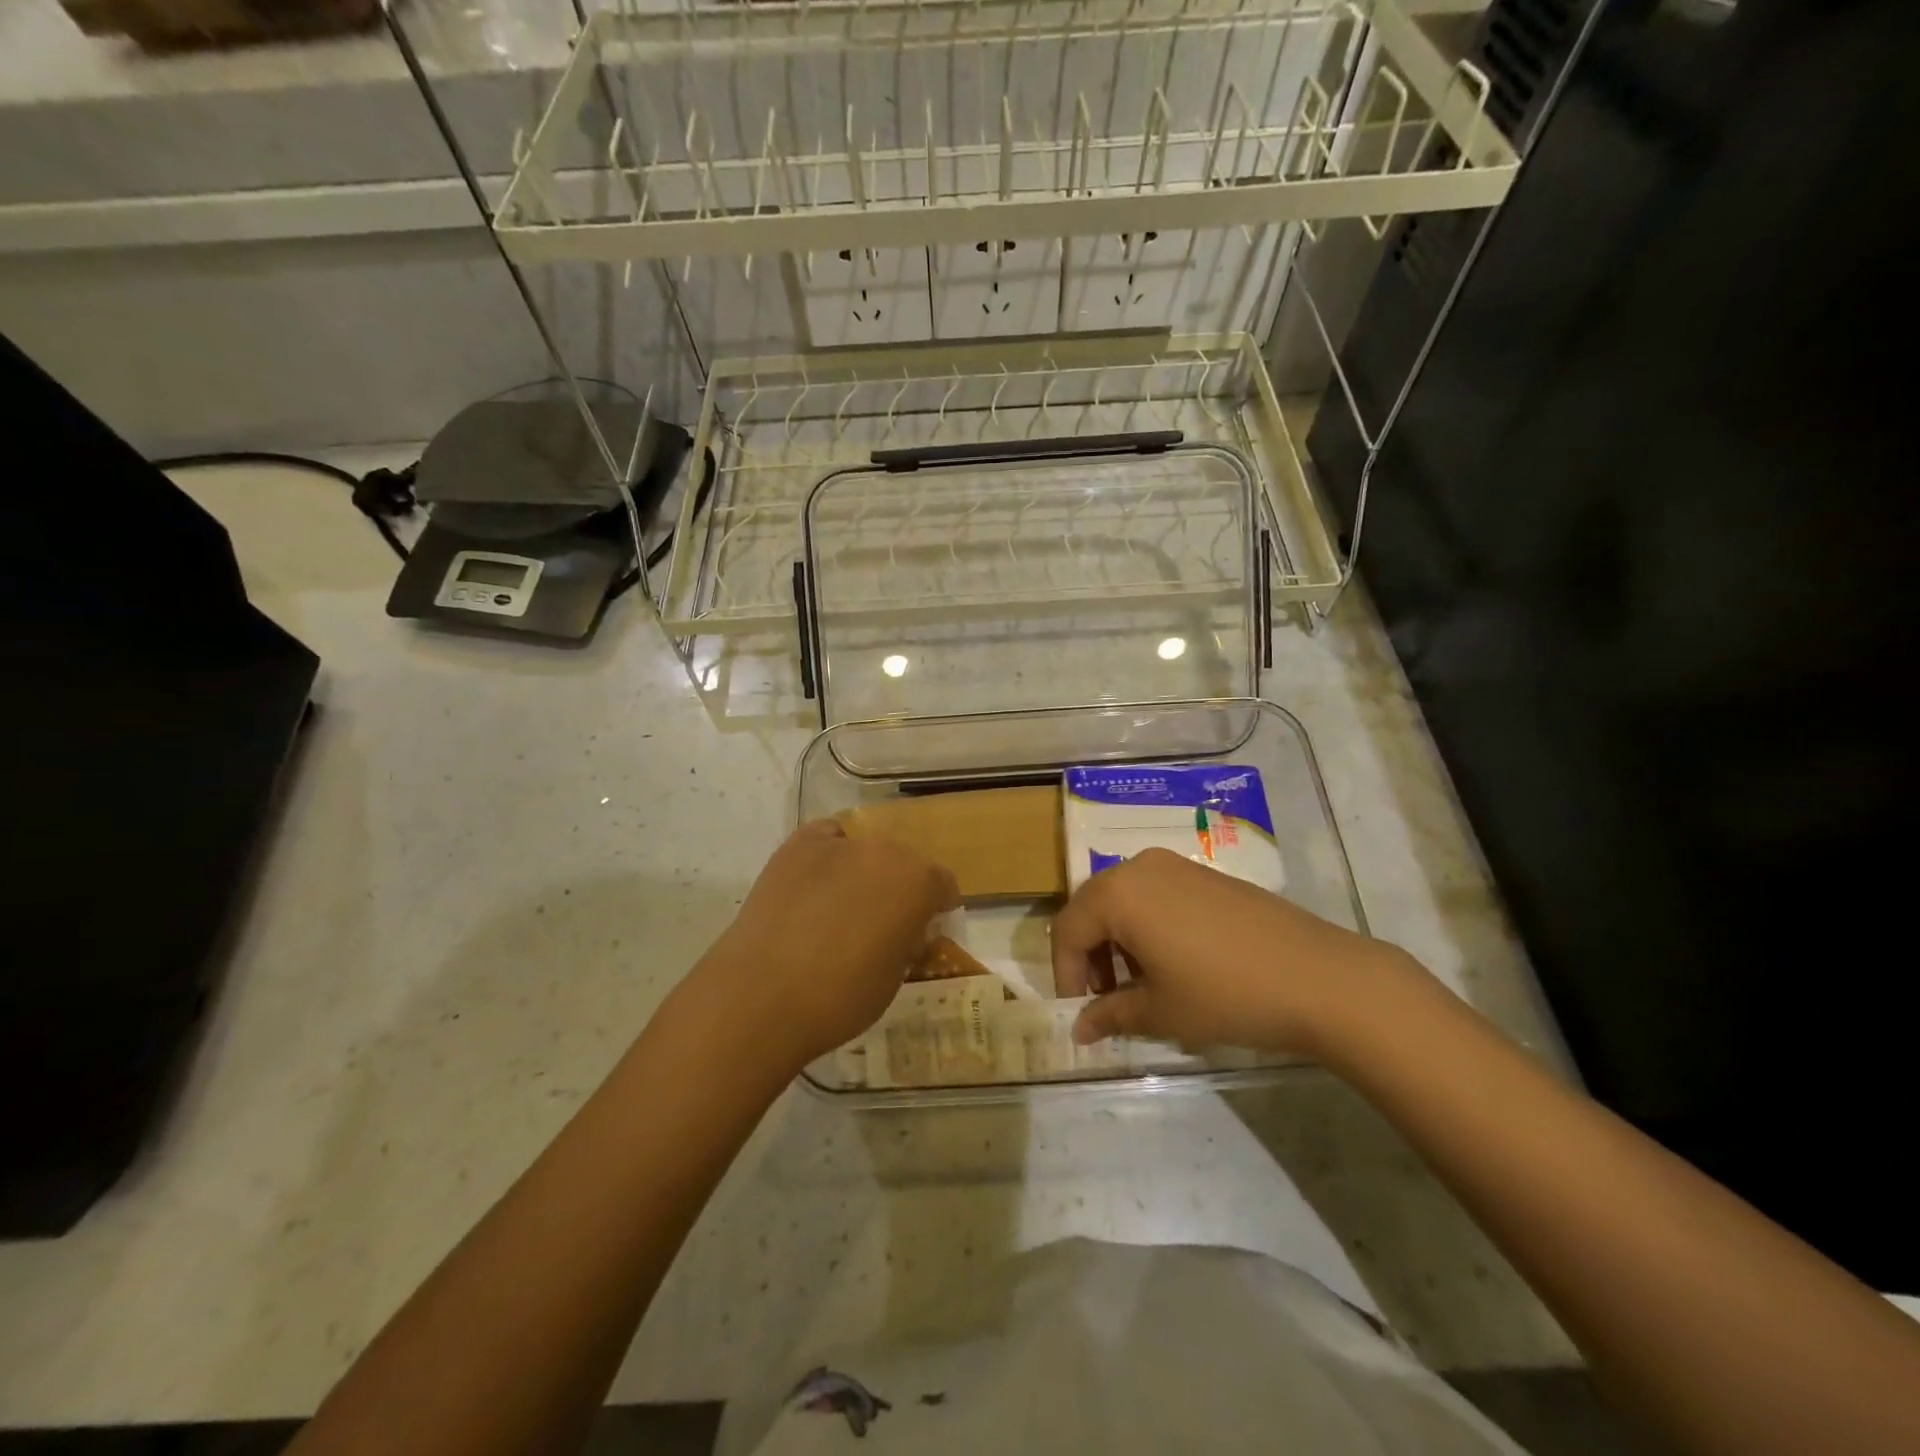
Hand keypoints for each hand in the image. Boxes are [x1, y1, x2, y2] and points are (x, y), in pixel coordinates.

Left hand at [697, 820, 958, 1071]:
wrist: (762, 995)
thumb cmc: (840, 998)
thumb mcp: (895, 977)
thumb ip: (908, 942)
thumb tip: (904, 931)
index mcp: (919, 883)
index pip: (943, 885)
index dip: (936, 910)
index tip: (923, 933)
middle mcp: (886, 851)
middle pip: (904, 862)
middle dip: (899, 888)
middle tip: (881, 923)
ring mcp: (840, 843)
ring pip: (865, 851)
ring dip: (863, 873)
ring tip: (841, 907)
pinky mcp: (798, 845)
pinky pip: (826, 840)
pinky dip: (828, 857)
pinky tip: (816, 885)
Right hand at [1051, 847, 1416, 1056]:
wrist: (1320, 978)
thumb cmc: (1226, 995)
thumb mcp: (1161, 1012)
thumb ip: (1110, 1015)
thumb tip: (1079, 1030)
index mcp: (1118, 894)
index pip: (1067, 929)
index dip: (1064, 973)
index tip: (1078, 1012)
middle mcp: (1139, 867)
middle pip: (1092, 907)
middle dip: (1088, 954)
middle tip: (1102, 998)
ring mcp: (1176, 865)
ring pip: (1123, 899)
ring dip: (1117, 940)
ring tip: (1138, 985)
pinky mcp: (1205, 874)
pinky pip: (1155, 895)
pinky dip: (1146, 926)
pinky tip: (1171, 963)